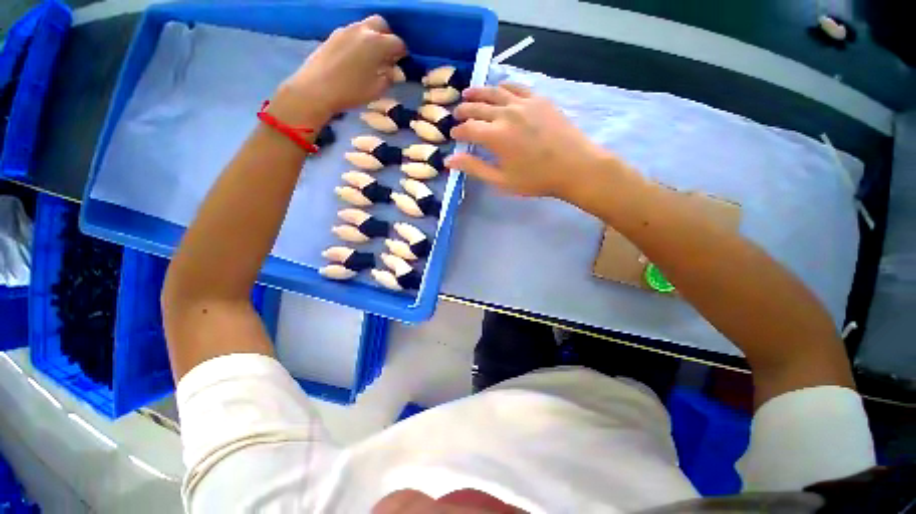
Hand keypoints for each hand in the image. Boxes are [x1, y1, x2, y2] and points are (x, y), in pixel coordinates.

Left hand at [272, 15, 406, 124]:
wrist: (316, 88)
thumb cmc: (351, 92)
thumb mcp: (377, 90)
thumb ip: (388, 77)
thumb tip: (391, 70)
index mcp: (377, 43)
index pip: (397, 42)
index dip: (402, 52)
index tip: (402, 62)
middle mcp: (362, 30)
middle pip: (380, 24)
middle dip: (387, 36)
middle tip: (387, 54)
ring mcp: (345, 30)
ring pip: (365, 26)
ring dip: (372, 38)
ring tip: (372, 57)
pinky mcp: (333, 35)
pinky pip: (352, 33)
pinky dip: (359, 41)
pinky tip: (356, 57)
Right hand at [447, 83, 619, 198]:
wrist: (575, 167)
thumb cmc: (536, 179)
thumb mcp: (501, 180)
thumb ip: (475, 168)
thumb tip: (449, 160)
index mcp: (495, 136)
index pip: (468, 128)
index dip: (457, 131)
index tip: (453, 134)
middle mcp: (506, 114)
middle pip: (478, 107)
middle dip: (463, 110)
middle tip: (456, 113)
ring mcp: (524, 103)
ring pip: (494, 92)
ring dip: (478, 93)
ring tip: (468, 93)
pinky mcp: (539, 99)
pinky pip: (516, 87)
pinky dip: (503, 86)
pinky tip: (499, 88)